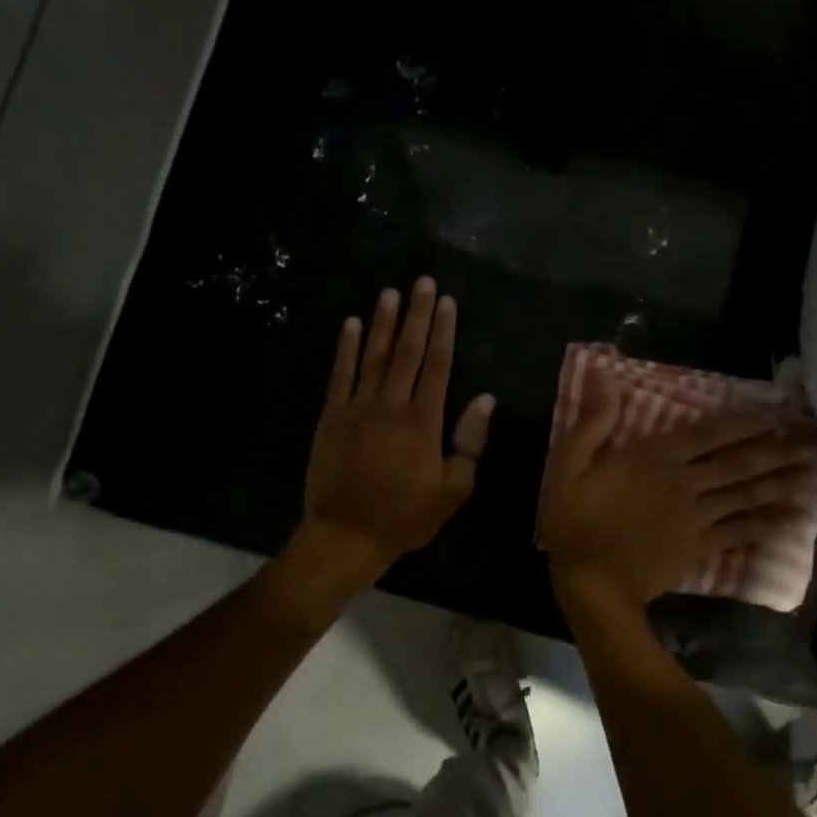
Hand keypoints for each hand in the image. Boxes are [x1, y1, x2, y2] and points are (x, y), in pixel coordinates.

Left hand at [297, 277, 494, 587]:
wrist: (346, 535)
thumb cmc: (406, 516)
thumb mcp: (453, 489)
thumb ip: (469, 442)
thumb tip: (485, 399)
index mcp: (424, 421)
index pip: (438, 365)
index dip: (444, 331)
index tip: (447, 302)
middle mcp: (391, 405)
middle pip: (407, 351)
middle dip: (416, 314)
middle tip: (421, 281)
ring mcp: (357, 408)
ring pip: (373, 355)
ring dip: (382, 322)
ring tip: (389, 292)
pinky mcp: (331, 416)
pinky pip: (340, 375)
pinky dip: (345, 348)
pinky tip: (350, 324)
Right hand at [541, 374, 816, 608]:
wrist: (593, 585)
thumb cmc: (577, 521)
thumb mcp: (569, 466)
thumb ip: (593, 423)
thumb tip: (605, 378)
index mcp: (657, 458)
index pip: (711, 432)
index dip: (747, 420)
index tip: (780, 409)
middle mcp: (686, 482)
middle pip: (740, 462)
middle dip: (779, 448)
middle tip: (816, 438)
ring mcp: (698, 517)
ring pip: (747, 495)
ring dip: (782, 481)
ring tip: (815, 472)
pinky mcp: (700, 547)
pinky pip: (740, 532)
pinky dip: (767, 525)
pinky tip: (791, 520)